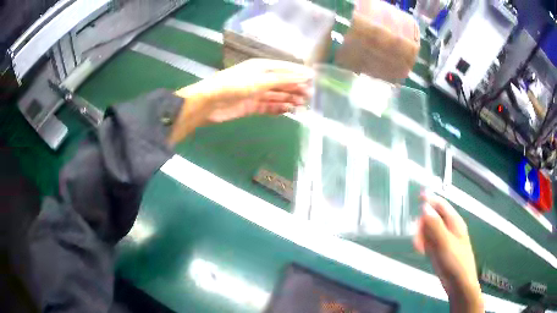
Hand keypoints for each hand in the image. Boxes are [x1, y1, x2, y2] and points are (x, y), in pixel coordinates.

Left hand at [169, 59, 312, 143]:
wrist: (209, 103)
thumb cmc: (234, 86)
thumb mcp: (260, 80)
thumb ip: (283, 79)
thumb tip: (305, 76)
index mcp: (261, 67)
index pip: (284, 68)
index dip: (298, 73)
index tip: (313, 79)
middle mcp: (259, 78)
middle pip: (281, 83)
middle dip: (295, 88)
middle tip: (310, 96)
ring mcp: (255, 93)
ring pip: (276, 96)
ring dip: (289, 99)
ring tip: (303, 105)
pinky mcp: (250, 106)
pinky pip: (268, 107)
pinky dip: (278, 109)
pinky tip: (289, 111)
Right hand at [414, 194, 483, 312]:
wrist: (459, 284)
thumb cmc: (456, 262)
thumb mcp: (445, 243)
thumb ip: (435, 225)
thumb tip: (425, 207)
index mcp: (454, 222)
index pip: (441, 205)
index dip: (430, 199)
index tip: (418, 196)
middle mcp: (449, 228)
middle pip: (433, 218)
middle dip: (423, 224)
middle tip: (416, 236)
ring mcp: (443, 240)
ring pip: (429, 230)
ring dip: (422, 235)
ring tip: (418, 247)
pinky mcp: (439, 250)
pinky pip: (429, 242)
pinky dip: (423, 244)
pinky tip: (421, 250)